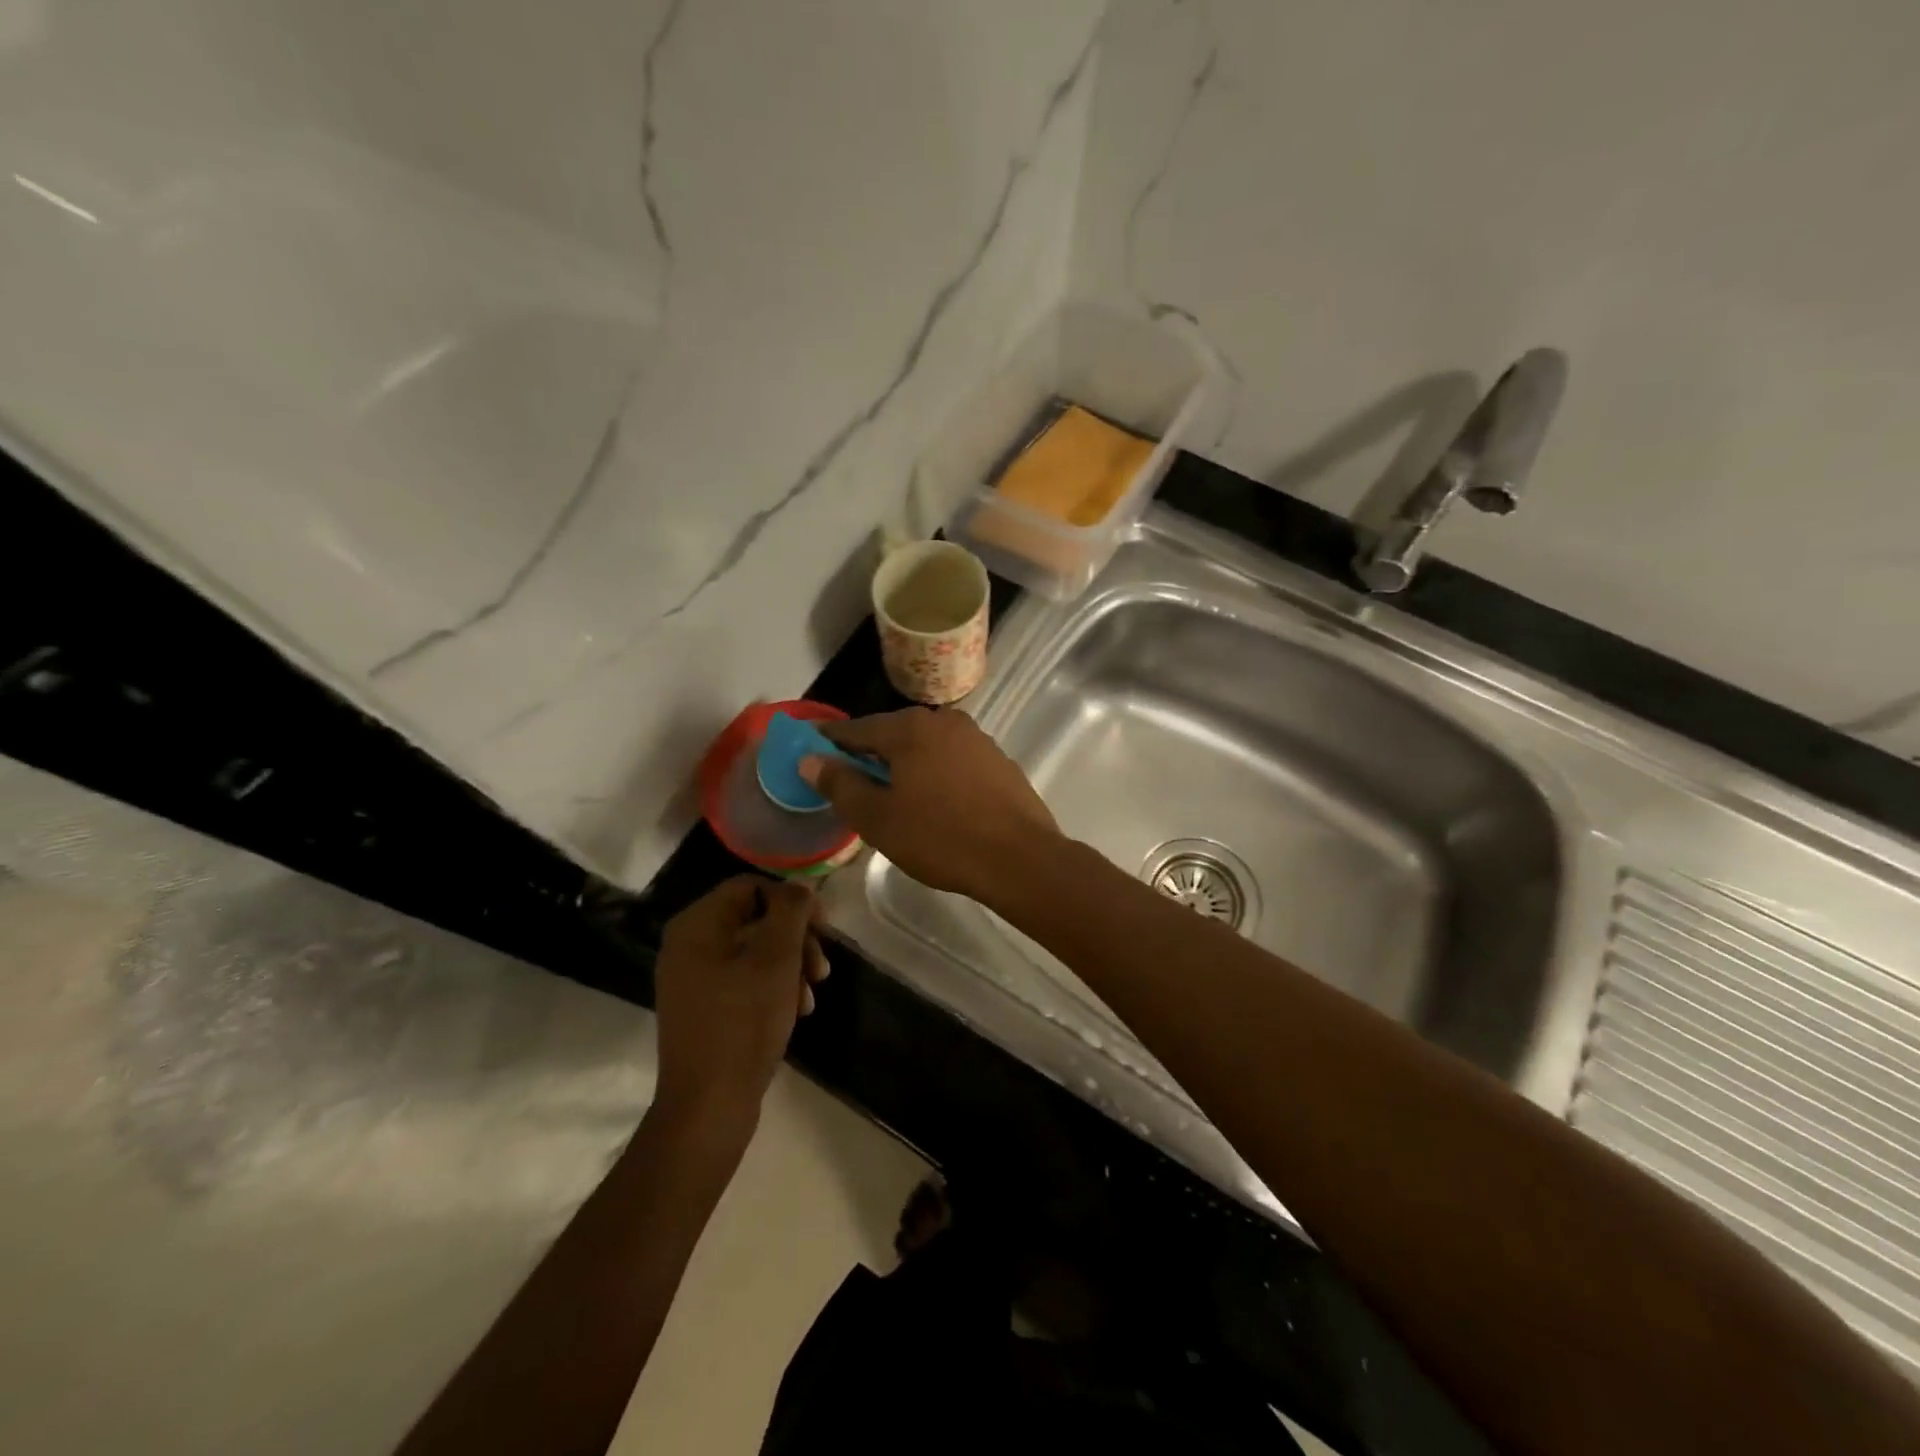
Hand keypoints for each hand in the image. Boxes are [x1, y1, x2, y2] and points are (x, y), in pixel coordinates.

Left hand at [652, 878, 828, 1139]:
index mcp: (696, 925)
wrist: (709, 1105)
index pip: (750, 886)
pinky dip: (774, 987)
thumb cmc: (744, 1022)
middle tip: (822, 967)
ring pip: (755, 950)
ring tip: (813, 993)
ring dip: (791, 965)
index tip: (824, 927)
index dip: (792, 900)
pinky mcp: (704, 1007)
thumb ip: (791, 911)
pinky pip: (744, 979)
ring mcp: (693, 978)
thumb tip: (799, 887)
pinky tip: (797, 1009)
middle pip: (755, 918)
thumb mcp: (776, 958)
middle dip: (796, 938)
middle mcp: (688, 945)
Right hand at [799, 708, 1061, 904]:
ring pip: (925, 747)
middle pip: (893, 734)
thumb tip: (810, 759)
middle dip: (869, 755)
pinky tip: (934, 802)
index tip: (810, 751)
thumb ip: (840, 784)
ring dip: (904, 765)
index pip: (856, 729)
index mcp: (910, 728)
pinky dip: (934, 774)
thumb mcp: (877, 817)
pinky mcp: (998, 761)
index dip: (829, 741)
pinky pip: (952, 761)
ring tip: (891, 796)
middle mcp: (944, 721)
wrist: (1019, 858)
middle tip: (849, 783)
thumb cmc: (939, 837)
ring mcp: (976, 739)